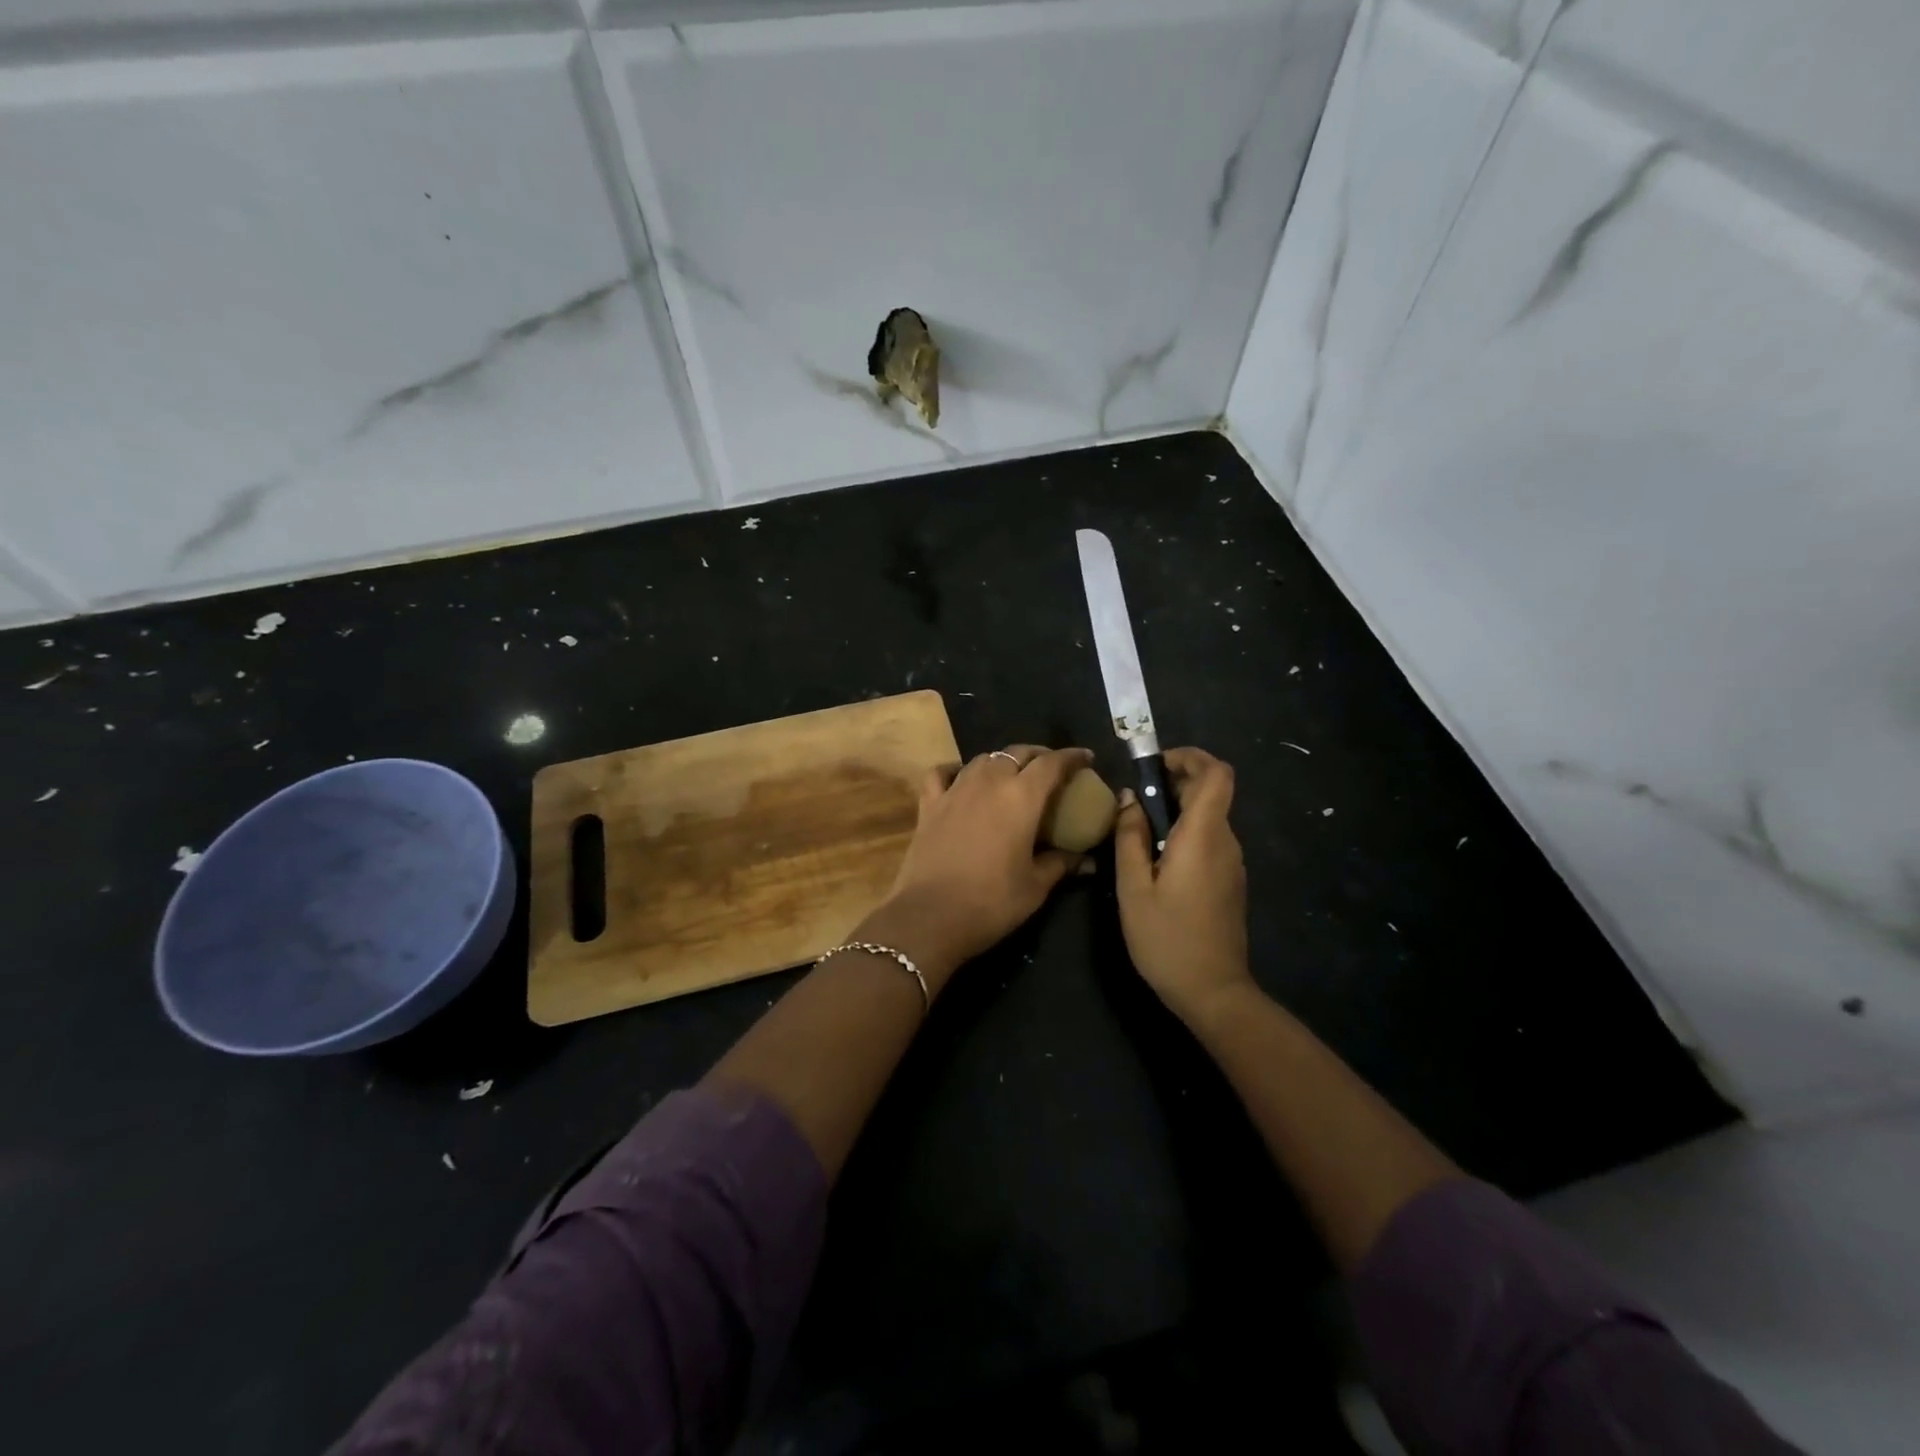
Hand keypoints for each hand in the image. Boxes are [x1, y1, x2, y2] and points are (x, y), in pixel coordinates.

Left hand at [865, 745, 1092, 991]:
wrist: (930, 916)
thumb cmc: (991, 902)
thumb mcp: (1035, 887)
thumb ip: (1061, 865)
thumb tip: (1088, 861)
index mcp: (1021, 797)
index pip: (1052, 763)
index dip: (1071, 757)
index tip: (1086, 758)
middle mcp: (988, 782)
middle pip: (1017, 753)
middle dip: (1038, 756)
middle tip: (1051, 769)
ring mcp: (955, 790)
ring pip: (982, 759)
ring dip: (1002, 761)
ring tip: (1012, 774)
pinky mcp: (929, 804)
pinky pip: (942, 773)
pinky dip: (955, 770)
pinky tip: (961, 777)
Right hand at [1114, 747, 1254, 1026]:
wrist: (1213, 991)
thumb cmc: (1166, 938)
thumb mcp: (1133, 887)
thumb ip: (1129, 837)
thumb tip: (1128, 799)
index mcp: (1203, 836)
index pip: (1216, 773)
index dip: (1189, 757)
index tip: (1155, 766)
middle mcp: (1225, 842)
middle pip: (1211, 791)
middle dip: (1173, 782)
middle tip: (1134, 802)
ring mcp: (1232, 862)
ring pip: (1209, 816)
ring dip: (1177, 810)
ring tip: (1138, 833)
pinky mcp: (1230, 881)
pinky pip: (1209, 840)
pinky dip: (1185, 833)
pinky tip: (1156, 861)